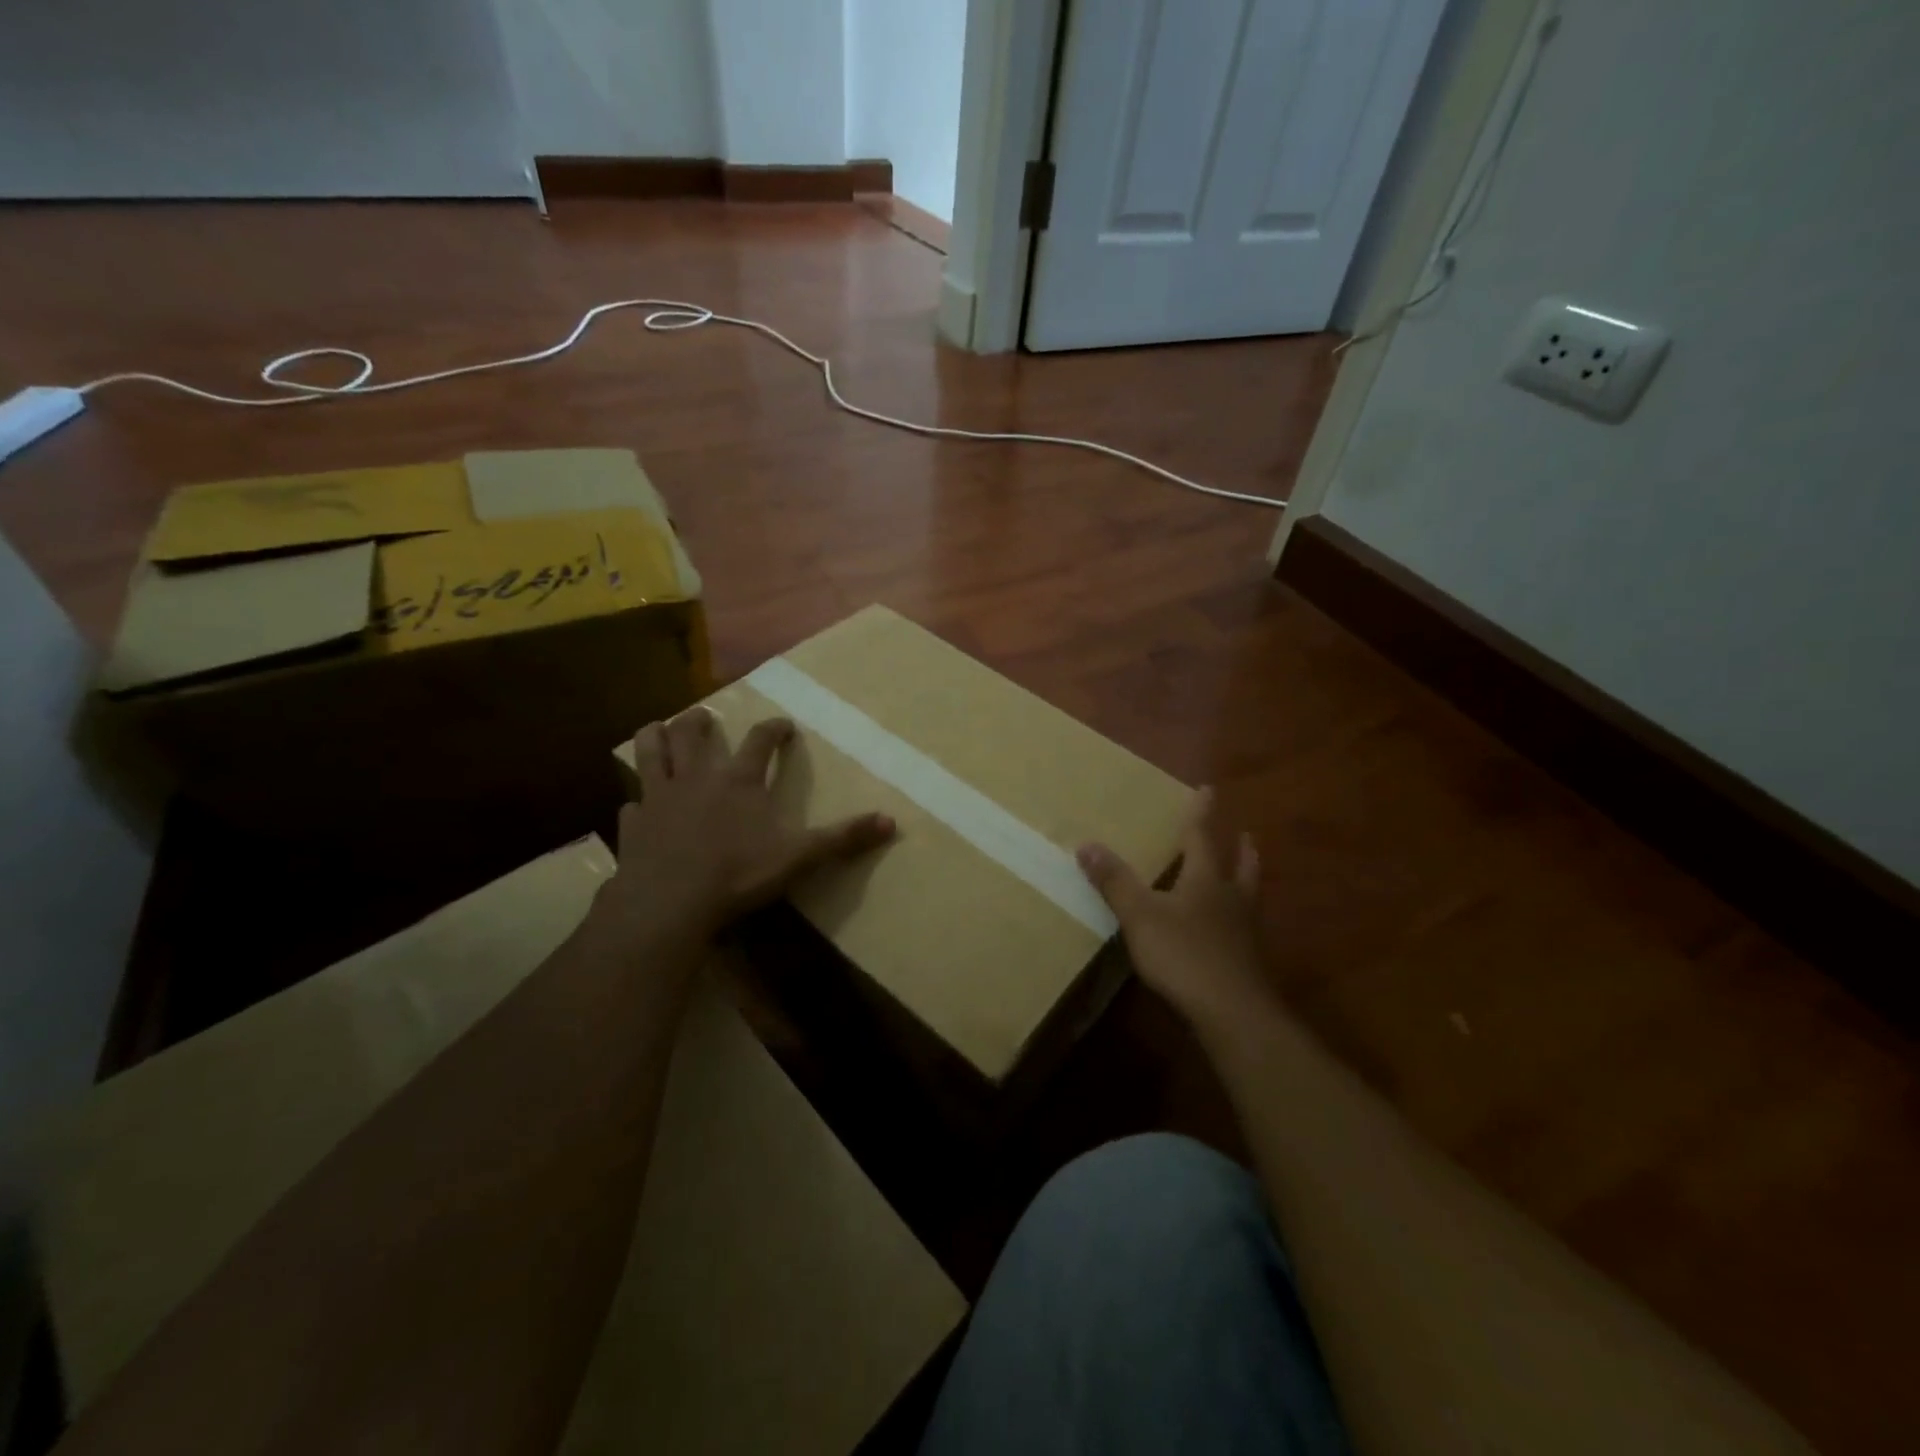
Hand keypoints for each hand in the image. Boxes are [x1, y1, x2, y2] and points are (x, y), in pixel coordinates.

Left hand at [598, 707, 895, 945]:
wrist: (669, 902)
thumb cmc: (738, 874)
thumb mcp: (799, 856)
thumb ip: (842, 838)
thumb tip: (892, 821)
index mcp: (739, 781)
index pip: (760, 741)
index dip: (773, 729)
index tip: (782, 724)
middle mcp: (697, 778)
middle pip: (693, 734)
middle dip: (700, 721)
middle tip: (704, 716)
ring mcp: (659, 798)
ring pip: (649, 751)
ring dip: (655, 736)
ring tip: (659, 729)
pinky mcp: (632, 824)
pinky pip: (631, 804)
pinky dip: (636, 800)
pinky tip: (638, 806)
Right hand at [1077, 788, 1273, 1030]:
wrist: (1231, 1012)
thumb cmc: (1184, 954)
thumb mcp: (1140, 915)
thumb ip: (1115, 881)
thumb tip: (1086, 844)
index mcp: (1206, 880)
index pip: (1201, 837)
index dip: (1201, 813)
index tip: (1208, 789)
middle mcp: (1231, 899)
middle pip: (1240, 867)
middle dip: (1241, 849)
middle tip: (1247, 834)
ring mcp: (1244, 933)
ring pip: (1248, 898)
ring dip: (1247, 881)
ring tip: (1245, 876)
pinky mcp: (1247, 963)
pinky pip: (1245, 930)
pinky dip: (1239, 921)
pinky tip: (1231, 931)